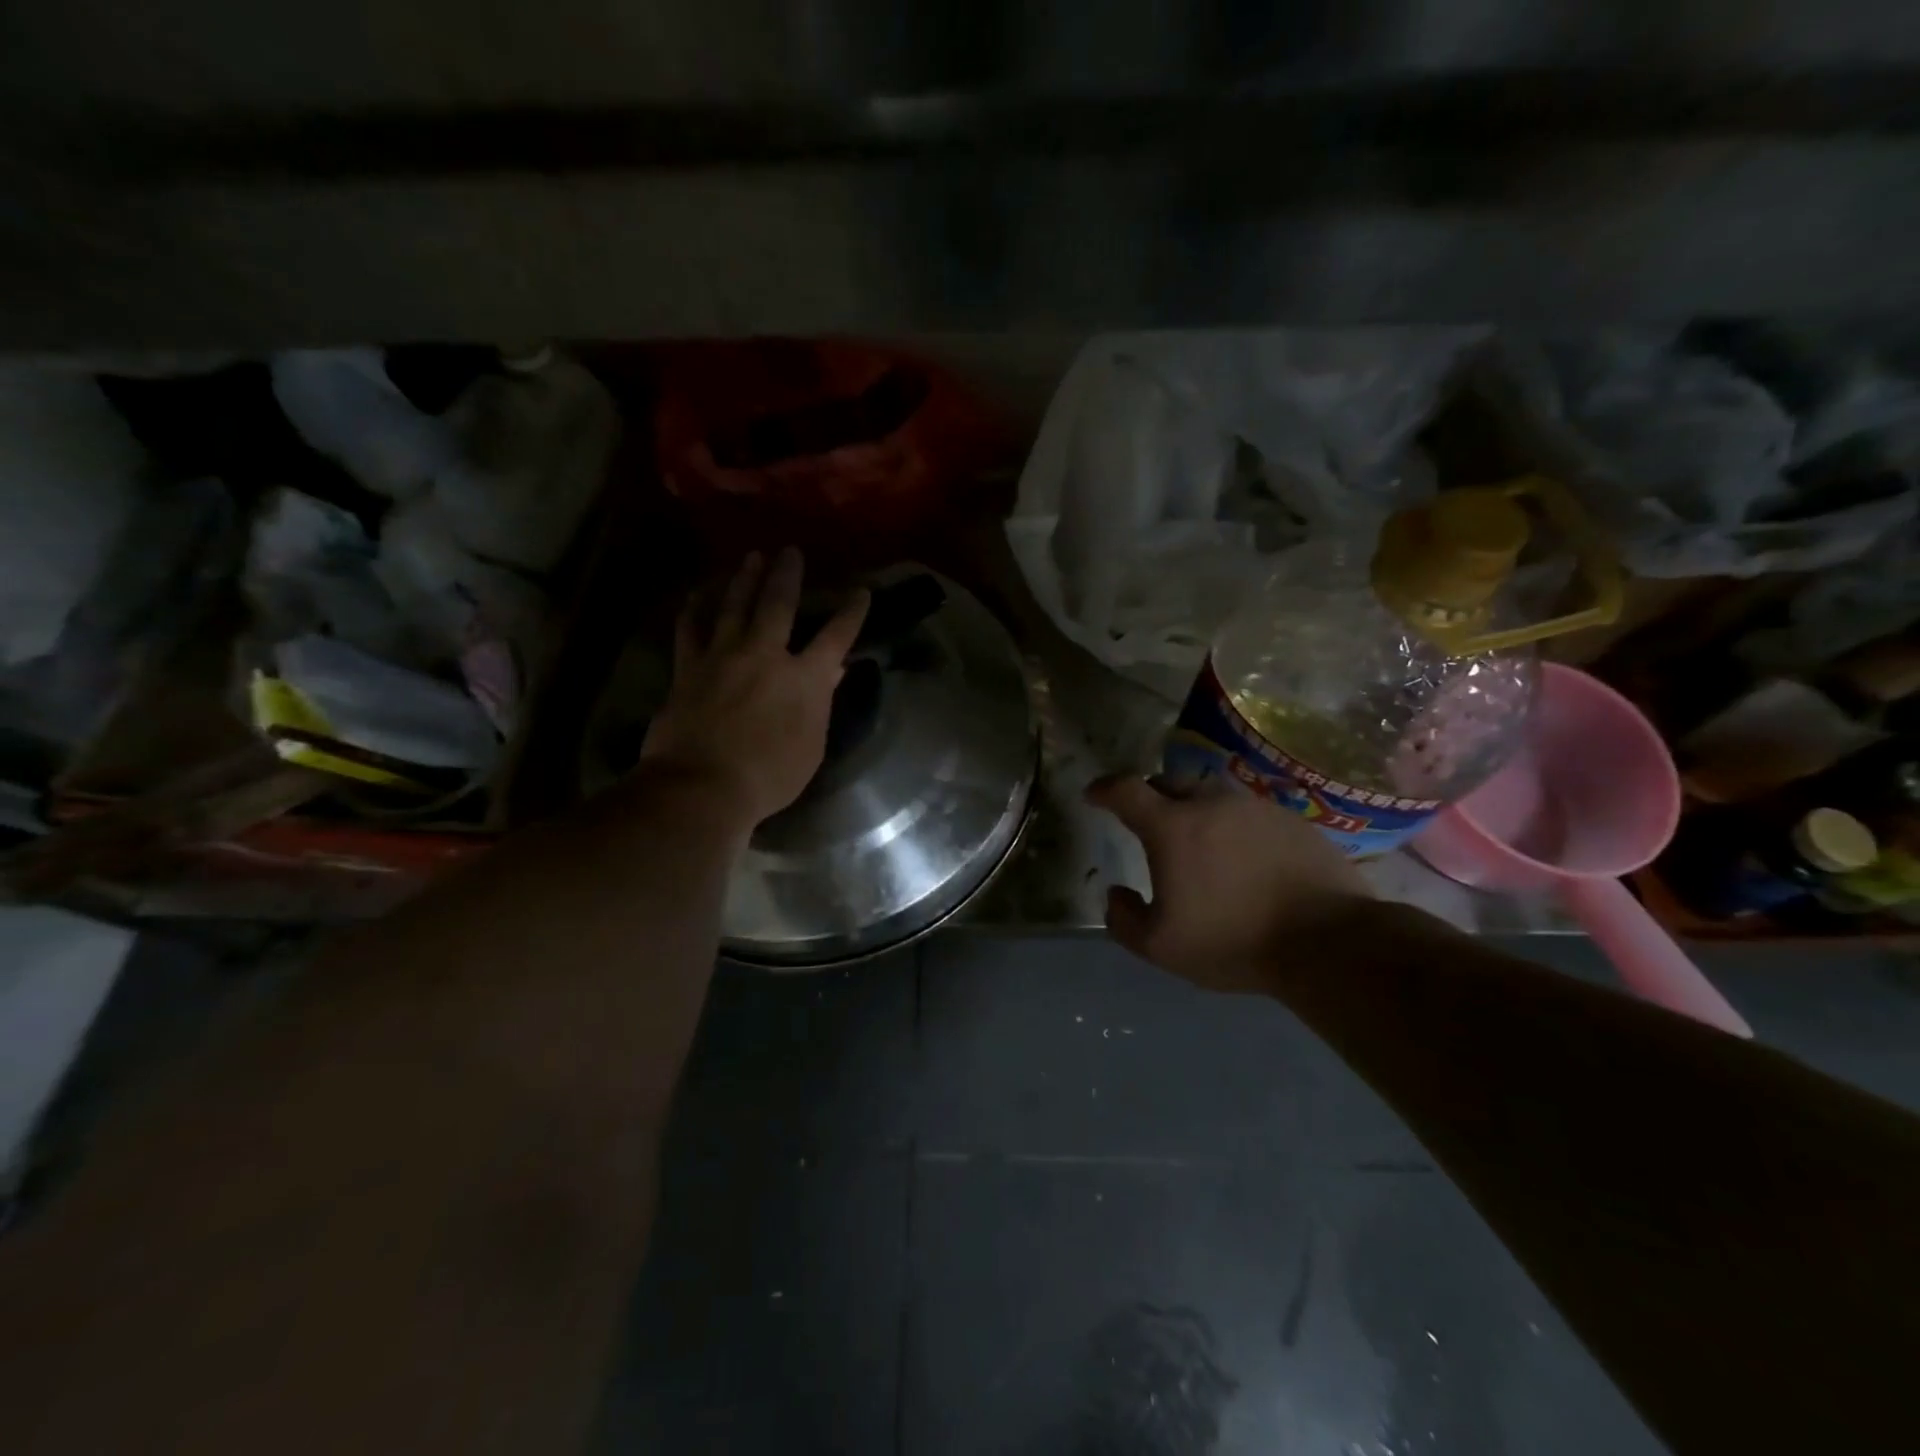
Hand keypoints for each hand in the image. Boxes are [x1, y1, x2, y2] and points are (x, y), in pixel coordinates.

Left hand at [642, 548, 868, 831]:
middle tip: (790, 551)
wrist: (701, 787)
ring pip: (734, 606)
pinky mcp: (688, 668)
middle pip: (778, 605)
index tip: (861, 591)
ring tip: (751, 557)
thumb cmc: (769, 776)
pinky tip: (699, 593)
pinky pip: (690, 629)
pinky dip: (695, 609)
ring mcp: (722, 657)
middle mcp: (764, 656)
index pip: (835, 637)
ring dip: (744, 579)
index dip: (851, 613)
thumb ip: (820, 704)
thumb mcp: (810, 747)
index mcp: (803, 679)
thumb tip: (832, 671)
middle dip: (787, 575)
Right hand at [1087, 776, 1373, 992]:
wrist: (1326, 941)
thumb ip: (1123, 918)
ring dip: (1194, 809)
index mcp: (1172, 827)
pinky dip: (1233, 826)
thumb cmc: (1233, 940)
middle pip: (1168, 783)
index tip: (1094, 795)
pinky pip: (1248, 813)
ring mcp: (1255, 808)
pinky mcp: (1291, 820)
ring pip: (1211, 795)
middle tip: (1147, 821)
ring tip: (1197, 840)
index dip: (1104, 789)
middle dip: (1149, 796)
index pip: (1126, 790)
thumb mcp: (1161, 946)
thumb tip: (1115, 893)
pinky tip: (1243, 856)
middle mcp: (1210, 804)